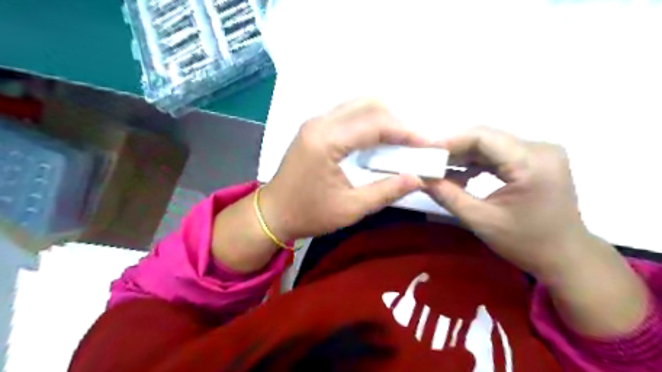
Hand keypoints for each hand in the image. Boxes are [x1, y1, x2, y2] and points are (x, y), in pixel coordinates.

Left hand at [259, 98, 428, 241]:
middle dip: (397, 122)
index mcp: (326, 141)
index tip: (429, 144)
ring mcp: (315, 123)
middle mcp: (320, 123)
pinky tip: (379, 140)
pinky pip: (348, 115)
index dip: (406, 132)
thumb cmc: (308, 214)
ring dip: (383, 119)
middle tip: (415, 144)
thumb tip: (418, 178)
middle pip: (368, 106)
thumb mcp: (350, 208)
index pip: (375, 124)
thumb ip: (386, 191)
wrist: (272, 213)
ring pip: (358, 106)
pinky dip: (369, 122)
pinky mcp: (315, 128)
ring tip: (401, 142)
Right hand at [424, 127, 594, 280]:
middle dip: (453, 151)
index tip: (424, 154)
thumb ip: (448, 196)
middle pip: (486, 138)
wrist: (566, 257)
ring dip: (463, 157)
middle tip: (428, 164)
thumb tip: (420, 178)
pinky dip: (477, 163)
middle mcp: (539, 148)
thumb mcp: (481, 221)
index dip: (449, 142)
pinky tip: (461, 177)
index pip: (482, 137)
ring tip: (440, 172)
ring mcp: (540, 153)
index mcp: (531, 162)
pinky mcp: (536, 160)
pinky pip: (499, 154)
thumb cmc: (527, 243)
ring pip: (490, 145)